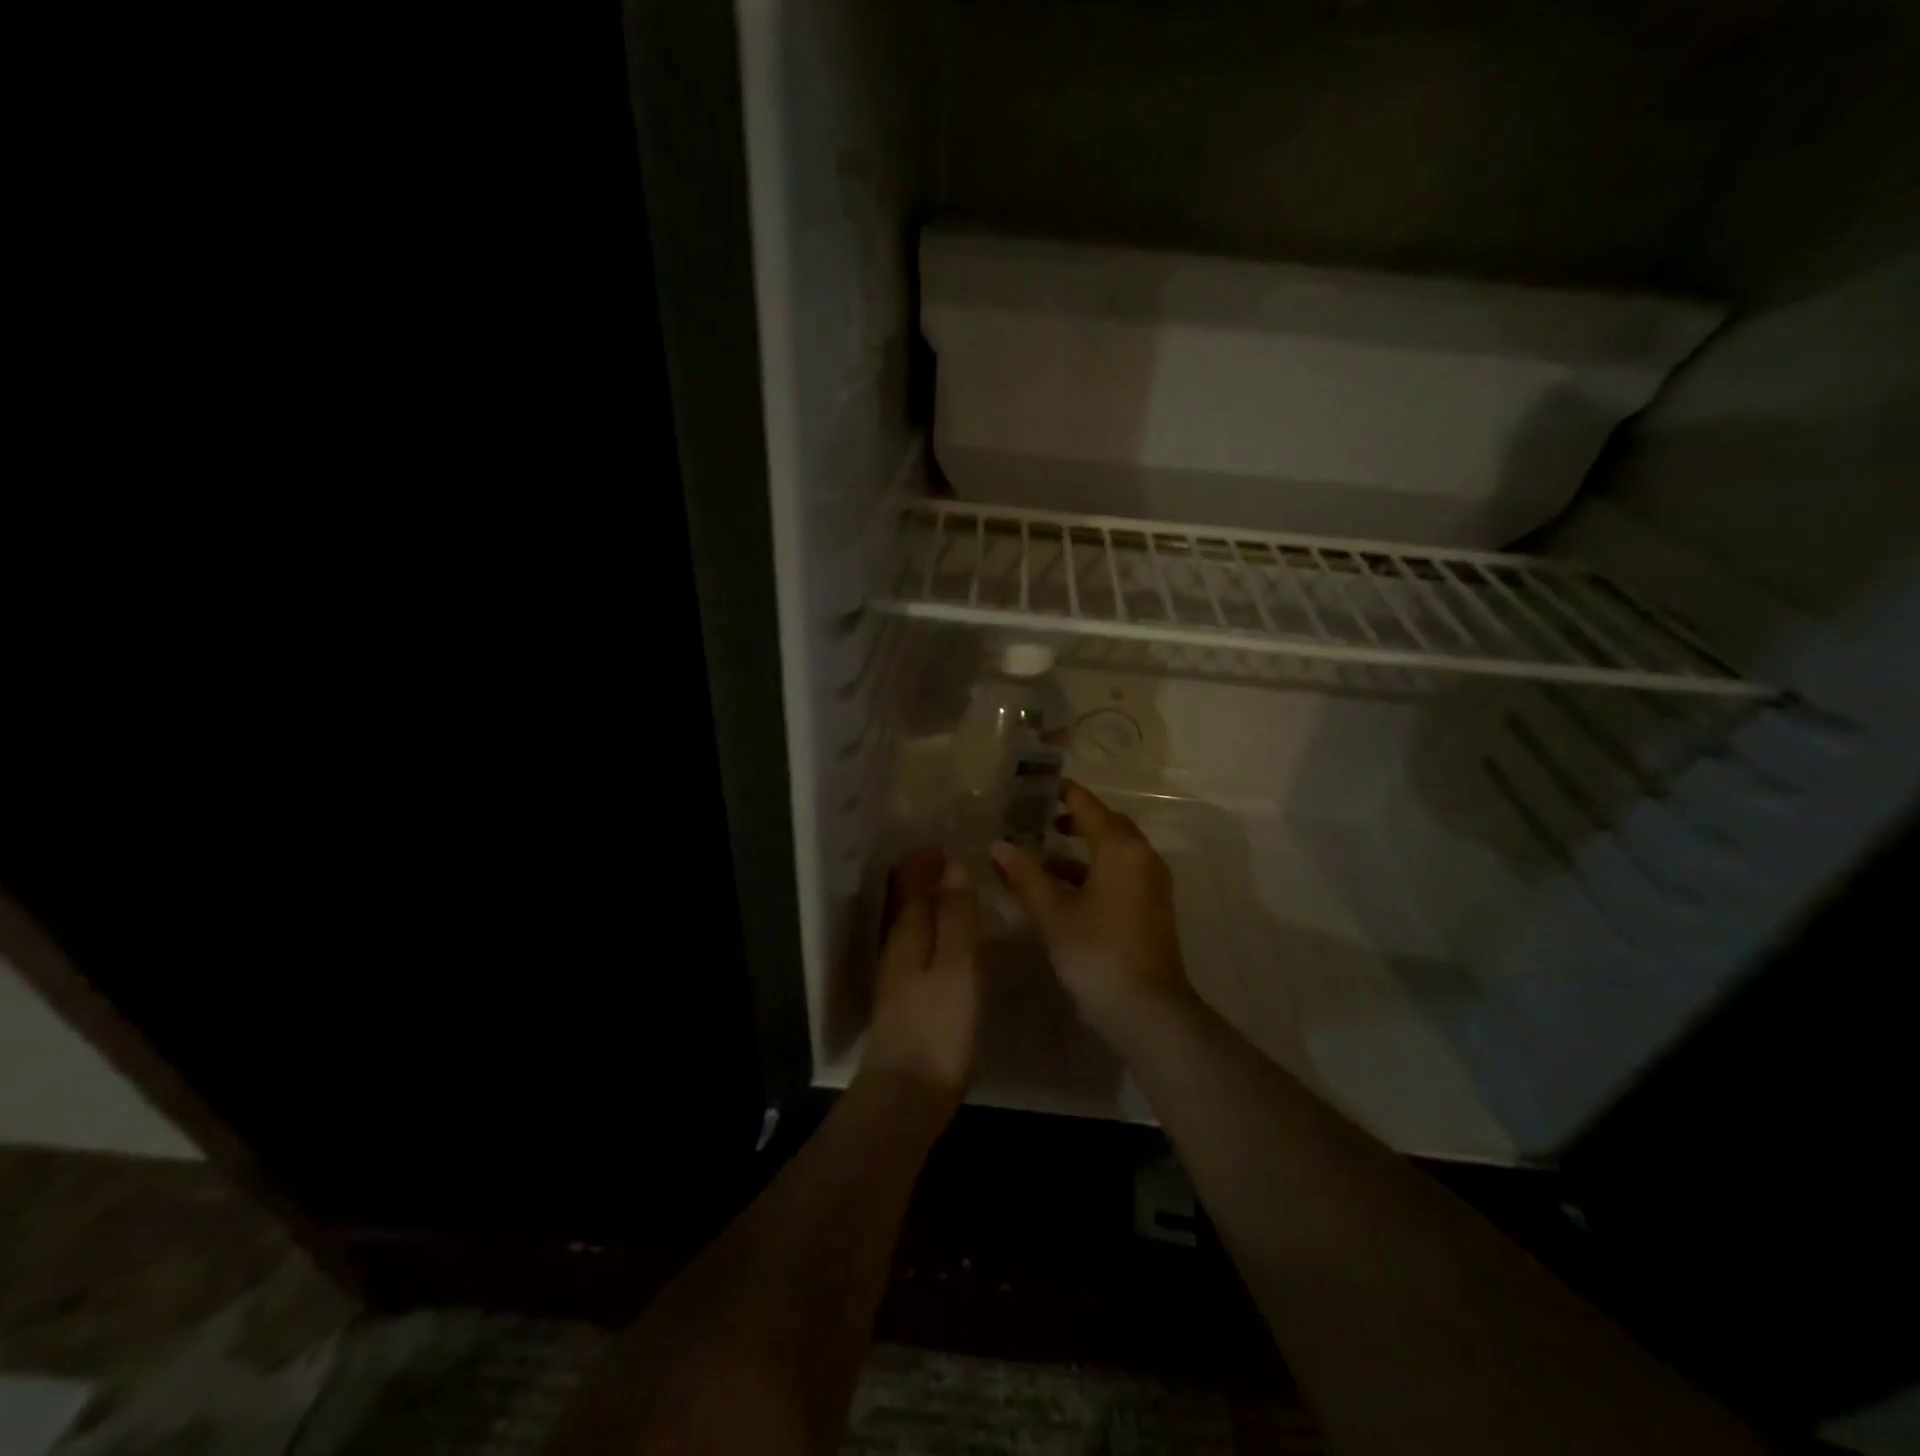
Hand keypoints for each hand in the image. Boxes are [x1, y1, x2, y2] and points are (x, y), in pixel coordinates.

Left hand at [860, 848, 980, 1102]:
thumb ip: (956, 915)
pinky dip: (938, 930)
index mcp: (907, 932)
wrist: (907, 1097)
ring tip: (965, 893)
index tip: (954, 841)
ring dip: (933, 902)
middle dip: (928, 876)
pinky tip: (958, 943)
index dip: (926, 858)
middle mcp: (897, 947)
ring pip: (914, 923)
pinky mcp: (908, 1000)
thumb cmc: (937, 1026)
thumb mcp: (957, 965)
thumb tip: (952, 863)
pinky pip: (922, 947)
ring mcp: (899, 976)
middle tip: (963, 861)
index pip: (909, 880)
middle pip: (906, 899)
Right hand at [990, 782, 1194, 1044]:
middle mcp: (1142, 857)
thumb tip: (999, 845)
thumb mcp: (1053, 913)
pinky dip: (1093, 870)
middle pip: (1106, 825)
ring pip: (1114, 851)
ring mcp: (1152, 883)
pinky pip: (1120, 872)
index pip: (1089, 807)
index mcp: (1121, 848)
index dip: (1063, 794)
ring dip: (1081, 849)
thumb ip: (1025, 875)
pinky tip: (1063, 887)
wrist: (1148, 1010)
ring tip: (1041, 853)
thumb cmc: (1097, 953)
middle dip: (1073, 820)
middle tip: (1036, 818)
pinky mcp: (1152, 906)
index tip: (1035, 786)